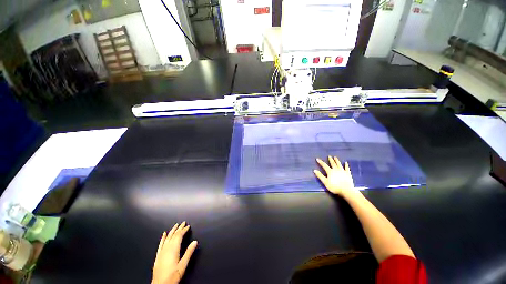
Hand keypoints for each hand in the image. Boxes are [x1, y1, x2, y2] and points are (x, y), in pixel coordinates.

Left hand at [152, 222, 197, 283]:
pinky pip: (160, 244)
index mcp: (173, 249)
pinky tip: (163, 234)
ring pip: (167, 238)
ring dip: (172, 231)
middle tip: (183, 223)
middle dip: (179, 228)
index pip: (179, 236)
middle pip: (173, 235)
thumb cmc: (172, 276)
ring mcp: (161, 252)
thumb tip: (195, 241)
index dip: (184, 230)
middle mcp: (167, 249)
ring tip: (175, 225)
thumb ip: (189, 252)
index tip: (188, 226)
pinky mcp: (158, 256)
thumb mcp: (183, 265)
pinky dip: (162, 238)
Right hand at [314, 156, 357, 197]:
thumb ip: (320, 176)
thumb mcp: (325, 182)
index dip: (320, 162)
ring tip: (335, 157)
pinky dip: (346, 165)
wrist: (346, 190)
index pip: (324, 165)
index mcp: (330, 171)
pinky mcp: (348, 174)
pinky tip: (346, 162)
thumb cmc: (335, 187)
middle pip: (332, 163)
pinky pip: (347, 168)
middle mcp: (336, 170)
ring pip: (339, 164)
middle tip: (329, 156)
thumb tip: (314, 170)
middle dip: (330, 160)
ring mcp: (343, 171)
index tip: (317, 159)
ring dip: (337, 160)